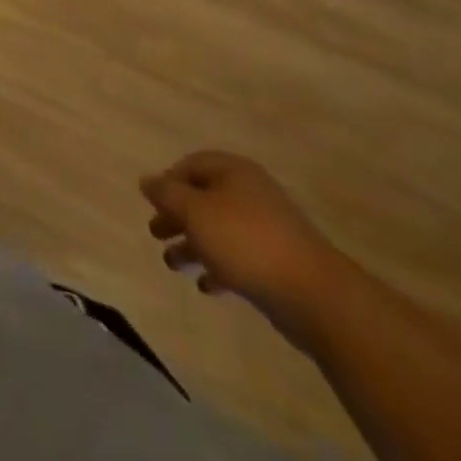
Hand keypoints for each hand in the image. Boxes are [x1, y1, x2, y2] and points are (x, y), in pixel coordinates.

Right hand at [141, 151, 345, 336]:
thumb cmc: (245, 242)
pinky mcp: (277, 262)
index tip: (152, 203)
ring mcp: (267, 229)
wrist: (314, 295)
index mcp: (233, 172)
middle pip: (203, 198)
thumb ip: (166, 194)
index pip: (191, 165)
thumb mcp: (194, 212)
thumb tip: (146, 180)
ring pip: (218, 230)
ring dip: (193, 244)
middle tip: (155, 234)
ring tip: (173, 264)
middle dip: (177, 216)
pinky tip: (206, 285)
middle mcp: (250, 193)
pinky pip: (238, 258)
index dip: (168, 181)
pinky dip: (218, 267)